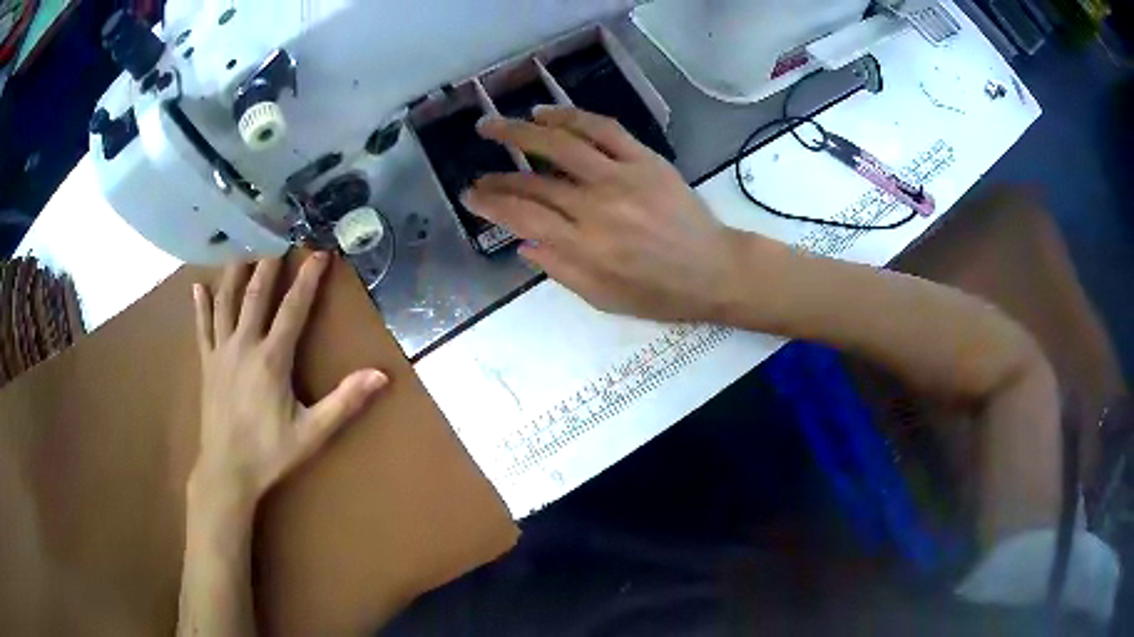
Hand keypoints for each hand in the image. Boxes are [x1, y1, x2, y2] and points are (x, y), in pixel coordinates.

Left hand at [190, 254, 387, 515]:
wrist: (227, 471)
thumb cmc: (270, 452)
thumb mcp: (312, 432)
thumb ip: (344, 402)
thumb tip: (381, 376)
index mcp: (272, 359)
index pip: (293, 308)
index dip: (307, 279)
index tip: (319, 253)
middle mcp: (244, 345)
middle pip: (256, 295)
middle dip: (268, 263)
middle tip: (277, 235)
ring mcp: (222, 352)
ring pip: (227, 302)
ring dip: (235, 272)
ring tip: (241, 246)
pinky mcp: (207, 364)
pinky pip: (203, 328)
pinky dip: (201, 305)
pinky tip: (198, 285)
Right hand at [462, 106, 752, 322]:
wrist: (714, 271)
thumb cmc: (660, 293)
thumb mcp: (604, 298)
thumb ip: (560, 270)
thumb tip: (523, 244)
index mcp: (585, 247)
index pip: (523, 216)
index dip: (490, 203)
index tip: (470, 195)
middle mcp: (597, 207)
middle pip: (534, 182)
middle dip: (497, 176)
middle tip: (476, 170)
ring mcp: (622, 177)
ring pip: (561, 145)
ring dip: (520, 132)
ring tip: (492, 126)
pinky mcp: (645, 160)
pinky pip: (602, 129)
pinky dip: (570, 117)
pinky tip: (545, 114)